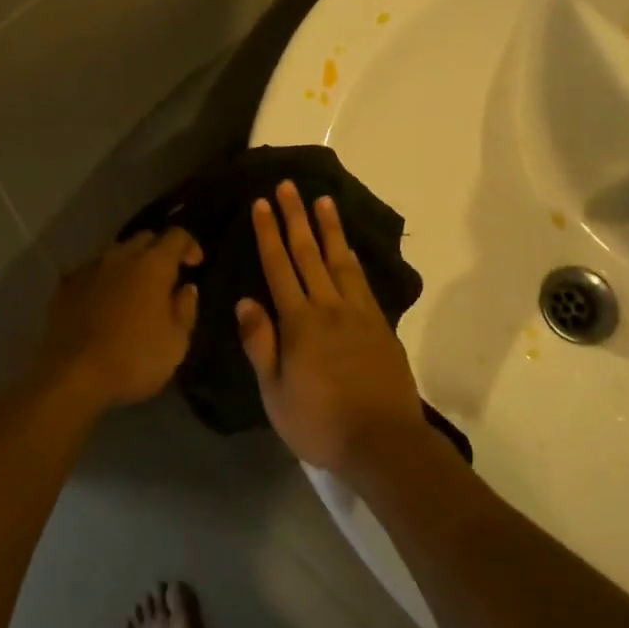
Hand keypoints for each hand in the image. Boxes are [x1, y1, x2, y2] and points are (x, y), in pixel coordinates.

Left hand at [40, 229, 200, 407]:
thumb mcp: (176, 342)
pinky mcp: (65, 286)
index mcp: (153, 265)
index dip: (189, 245)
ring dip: (129, 263)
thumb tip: (187, 288)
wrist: (72, 376)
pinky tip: (103, 301)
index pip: (176, 236)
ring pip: (115, 252)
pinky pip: (91, 271)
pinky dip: (104, 279)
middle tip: (166, 277)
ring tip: (133, 289)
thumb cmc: (134, 359)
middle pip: (144, 238)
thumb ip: (186, 309)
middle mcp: (120, 256)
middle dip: (159, 250)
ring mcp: (89, 269)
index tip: (194, 264)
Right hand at [236, 181, 425, 479]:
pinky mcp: (380, 324)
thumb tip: (245, 301)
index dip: (268, 233)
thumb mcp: (275, 393)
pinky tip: (347, 247)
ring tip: (322, 199)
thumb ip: (261, 344)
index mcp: (299, 322)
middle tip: (289, 186)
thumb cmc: (320, 422)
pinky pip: (362, 280)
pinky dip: (352, 257)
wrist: (383, 441)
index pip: (279, 267)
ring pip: (339, 260)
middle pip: (308, 253)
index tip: (262, 203)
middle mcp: (328, 307)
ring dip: (329, 228)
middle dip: (296, 217)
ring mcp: (358, 313)